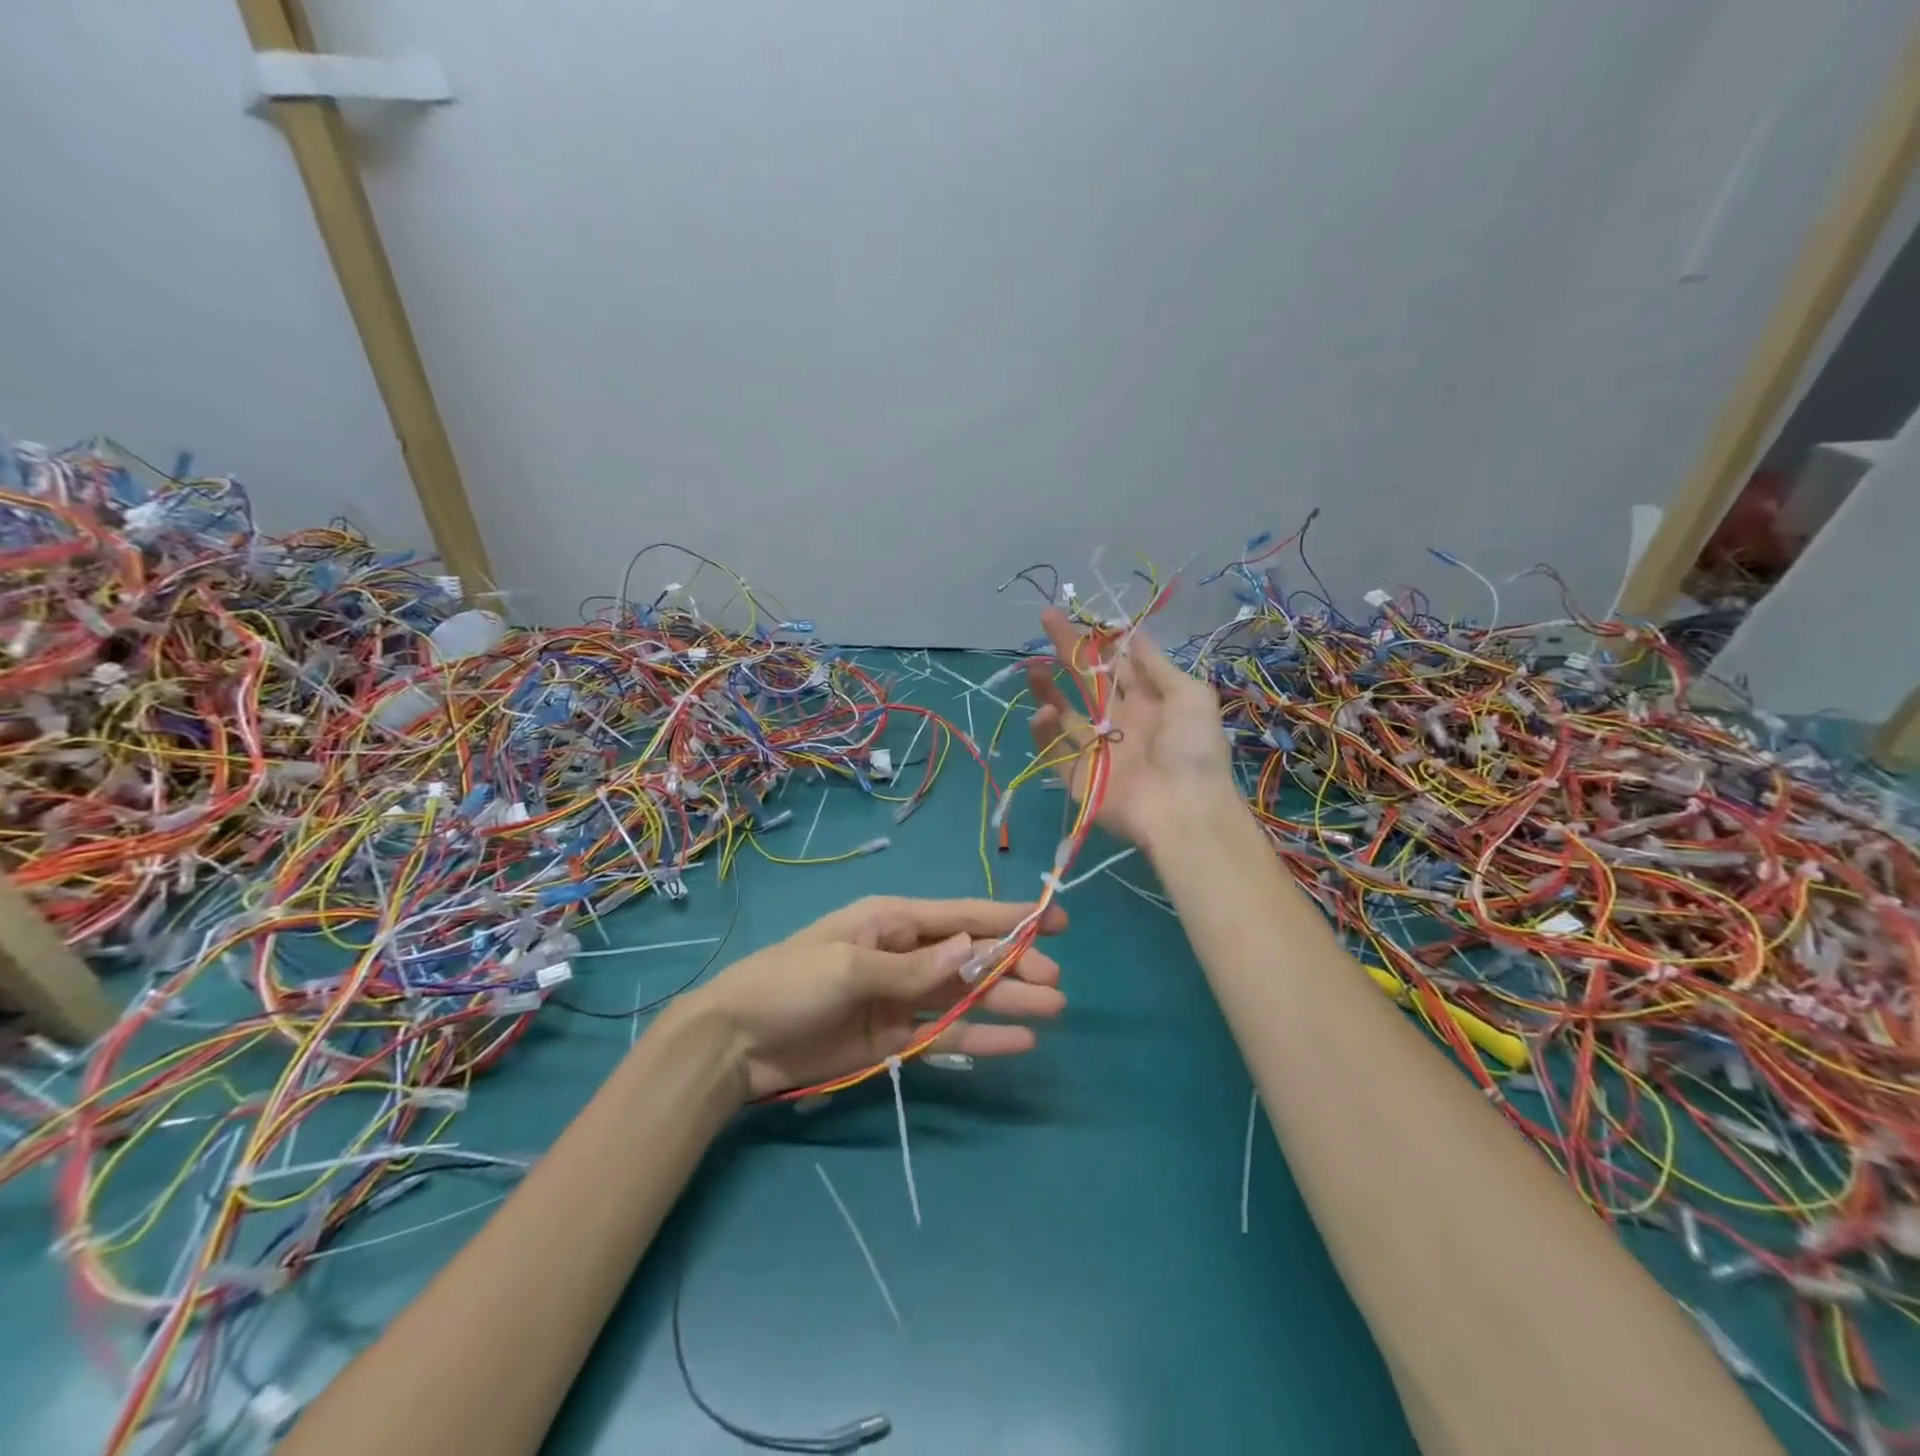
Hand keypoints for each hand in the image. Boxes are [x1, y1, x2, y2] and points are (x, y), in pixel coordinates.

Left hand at [681, 896, 1067, 1099]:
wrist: (736, 1044)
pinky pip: (947, 1033)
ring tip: (1052, 1009)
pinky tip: (1017, 1043)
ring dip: (1007, 1000)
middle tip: (1056, 981)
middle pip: (971, 955)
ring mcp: (902, 998)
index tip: (1055, 920)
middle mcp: (904, 954)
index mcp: (892, 922)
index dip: (1009, 916)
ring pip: (967, 995)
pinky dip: (982, 1037)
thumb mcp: (850, 967)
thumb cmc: (789, 984)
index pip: (961, 915)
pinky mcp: (895, 1038)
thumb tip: (974, 948)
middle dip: (1014, 963)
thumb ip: (913, 968)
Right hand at [1026, 607, 1233, 852]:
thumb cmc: (1193, 749)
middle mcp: (1119, 721)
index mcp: (1148, 702)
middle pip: (1086, 681)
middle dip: (1068, 650)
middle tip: (1046, 619)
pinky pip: (1054, 750)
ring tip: (1033, 666)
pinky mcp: (1078, 776)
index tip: (1079, 616)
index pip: (1117, 665)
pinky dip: (1044, 731)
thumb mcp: (1190, 696)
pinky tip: (1044, 711)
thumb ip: (1158, 666)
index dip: (1099, 641)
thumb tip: (1136, 633)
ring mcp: (1096, 749)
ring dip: (1047, 688)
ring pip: (1063, 713)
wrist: (1184, 809)